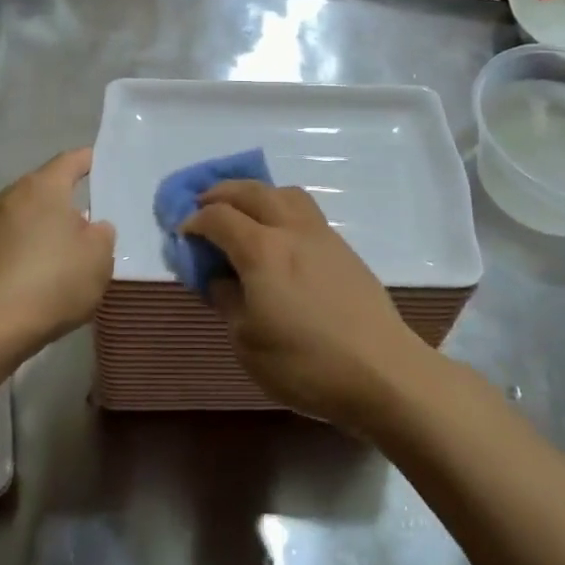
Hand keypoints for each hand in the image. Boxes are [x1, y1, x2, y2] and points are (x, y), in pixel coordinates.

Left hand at [0, 148, 114, 354]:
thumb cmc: (52, 283)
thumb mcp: (98, 258)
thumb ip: (101, 235)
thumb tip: (90, 227)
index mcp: (43, 187)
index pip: (70, 161)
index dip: (88, 161)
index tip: (101, 164)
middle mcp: (10, 196)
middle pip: (44, 188)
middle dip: (66, 200)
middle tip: (90, 220)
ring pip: (25, 216)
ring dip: (44, 227)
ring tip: (64, 252)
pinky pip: (9, 241)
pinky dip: (25, 250)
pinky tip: (38, 275)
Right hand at [181, 180, 430, 427]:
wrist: (383, 372)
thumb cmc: (306, 363)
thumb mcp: (247, 343)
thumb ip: (227, 302)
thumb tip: (220, 280)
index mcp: (262, 250)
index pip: (218, 217)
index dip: (194, 221)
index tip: (181, 234)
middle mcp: (291, 230)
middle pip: (252, 191)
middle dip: (221, 192)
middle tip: (203, 205)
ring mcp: (323, 236)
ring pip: (285, 193)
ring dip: (257, 194)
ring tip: (244, 213)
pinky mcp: (344, 250)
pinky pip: (305, 212)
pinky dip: (281, 210)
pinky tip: (279, 238)